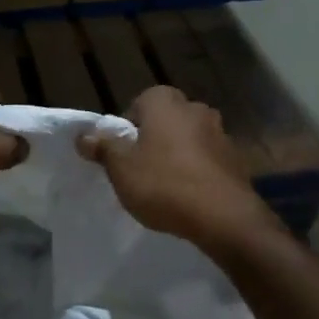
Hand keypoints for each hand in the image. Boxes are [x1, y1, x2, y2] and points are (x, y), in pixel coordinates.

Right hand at [78, 86, 277, 250]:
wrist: (223, 216)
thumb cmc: (164, 184)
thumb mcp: (121, 168)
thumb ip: (102, 148)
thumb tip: (83, 135)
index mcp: (165, 102)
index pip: (138, 104)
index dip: (126, 129)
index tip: (121, 154)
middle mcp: (195, 108)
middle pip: (165, 121)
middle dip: (153, 140)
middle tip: (140, 169)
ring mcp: (220, 132)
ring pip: (188, 139)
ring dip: (177, 155)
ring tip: (165, 187)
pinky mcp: (235, 159)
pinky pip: (206, 160)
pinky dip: (197, 171)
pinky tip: (189, 196)